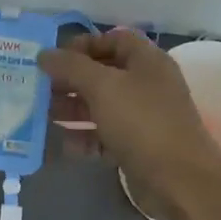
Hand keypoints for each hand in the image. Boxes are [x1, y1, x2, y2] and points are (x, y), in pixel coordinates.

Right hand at [39, 31, 220, 197]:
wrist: (180, 180)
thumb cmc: (142, 122)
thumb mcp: (103, 87)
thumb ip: (71, 66)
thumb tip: (44, 54)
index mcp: (146, 61)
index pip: (113, 39)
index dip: (83, 44)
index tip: (54, 59)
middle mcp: (147, 84)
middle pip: (103, 73)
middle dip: (70, 80)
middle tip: (40, 88)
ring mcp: (144, 117)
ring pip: (101, 105)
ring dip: (72, 108)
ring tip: (42, 115)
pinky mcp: (138, 146)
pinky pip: (105, 135)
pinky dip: (85, 137)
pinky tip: (63, 144)